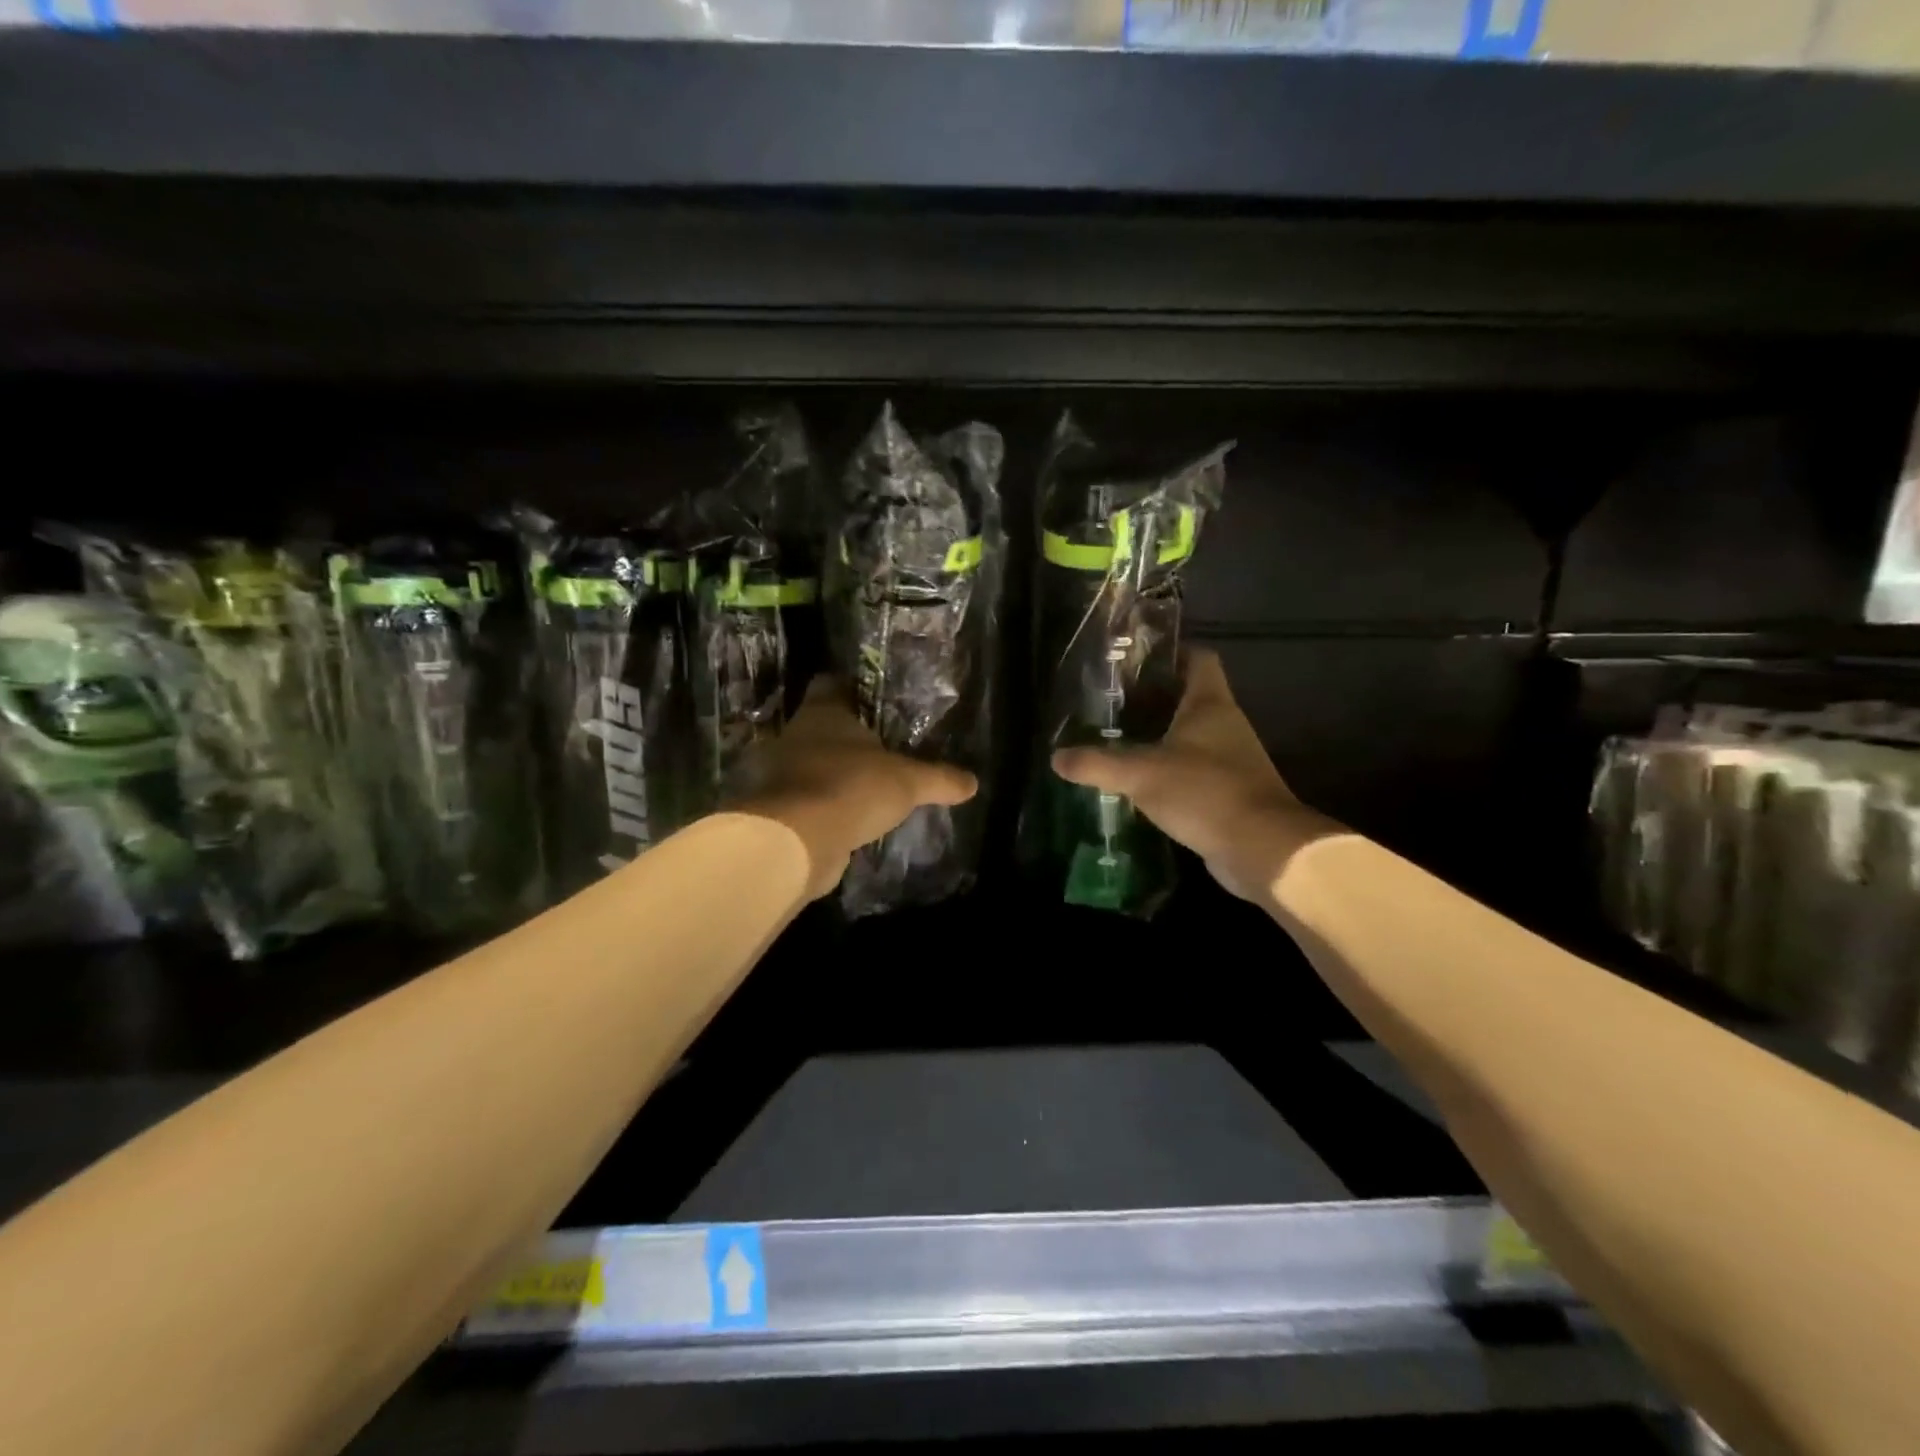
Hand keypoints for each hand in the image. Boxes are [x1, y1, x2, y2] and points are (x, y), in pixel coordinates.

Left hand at [739, 678, 976, 898]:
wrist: (797, 842)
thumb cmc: (850, 788)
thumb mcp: (908, 782)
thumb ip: (940, 779)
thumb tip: (973, 782)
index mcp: (822, 712)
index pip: (831, 683)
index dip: (854, 687)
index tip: (879, 697)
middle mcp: (797, 735)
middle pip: (824, 726)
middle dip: (851, 735)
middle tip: (887, 743)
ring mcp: (784, 773)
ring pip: (816, 764)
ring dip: (839, 772)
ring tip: (874, 782)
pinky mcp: (782, 809)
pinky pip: (812, 799)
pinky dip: (830, 805)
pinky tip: (855, 815)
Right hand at [1052, 649, 1329, 901]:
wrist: (1261, 849)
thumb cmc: (1205, 792)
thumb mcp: (1141, 774)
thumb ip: (1097, 763)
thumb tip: (1056, 758)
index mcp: (1210, 704)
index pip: (1198, 658)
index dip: (1171, 652)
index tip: (1135, 659)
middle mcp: (1225, 724)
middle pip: (1189, 697)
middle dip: (1153, 698)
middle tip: (1110, 703)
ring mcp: (1230, 760)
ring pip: (1190, 736)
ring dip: (1159, 737)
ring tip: (1116, 739)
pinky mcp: (1228, 791)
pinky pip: (1192, 771)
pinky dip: (1168, 771)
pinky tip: (1138, 782)